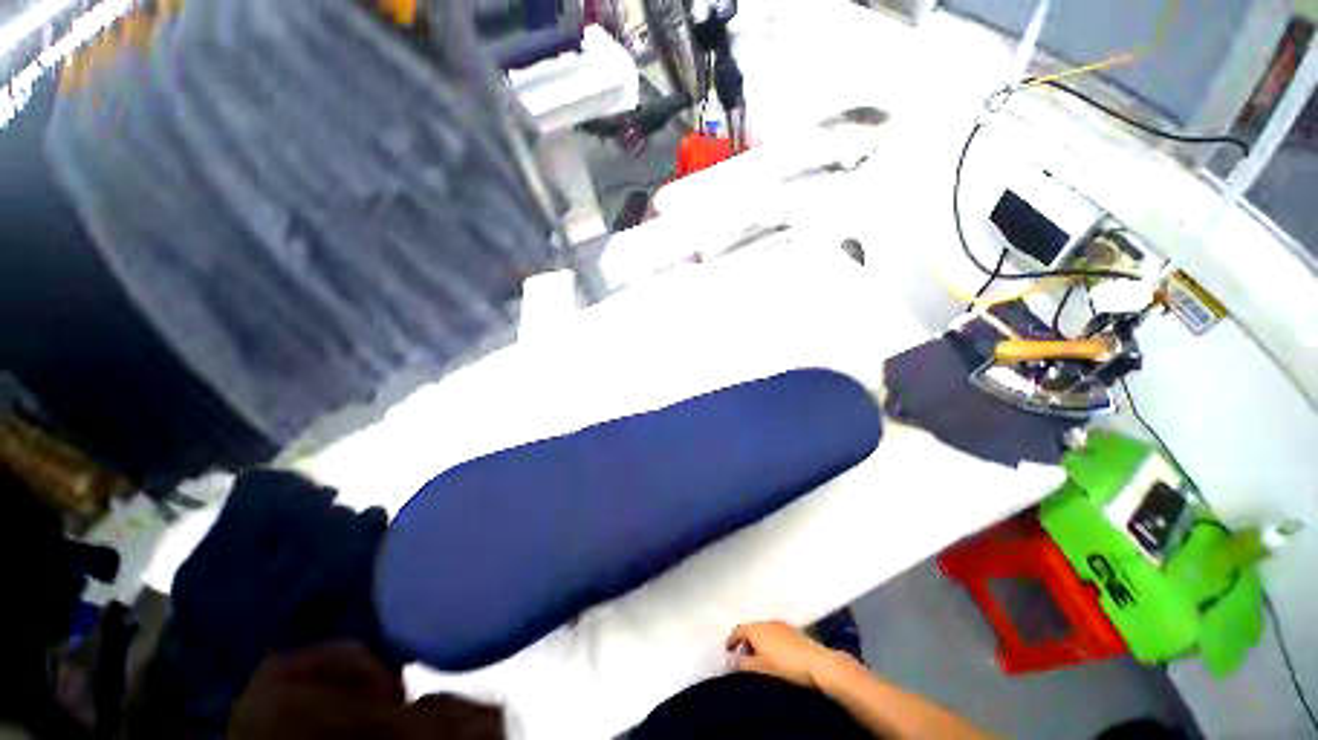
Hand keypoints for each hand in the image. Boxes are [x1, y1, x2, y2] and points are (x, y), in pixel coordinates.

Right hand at [725, 620, 851, 689]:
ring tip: (759, 659)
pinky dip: (770, 643)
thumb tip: (735, 661)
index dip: (731, 640)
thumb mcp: (761, 669)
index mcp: (757, 629)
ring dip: (759, 642)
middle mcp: (768, 622)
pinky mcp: (795, 633)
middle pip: (751, 629)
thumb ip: (744, 664)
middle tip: (743, 657)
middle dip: (745, 642)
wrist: (819, 665)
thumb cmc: (786, 667)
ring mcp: (783, 626)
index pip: (738, 630)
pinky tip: (776, 658)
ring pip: (764, 632)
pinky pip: (776, 635)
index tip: (727, 650)